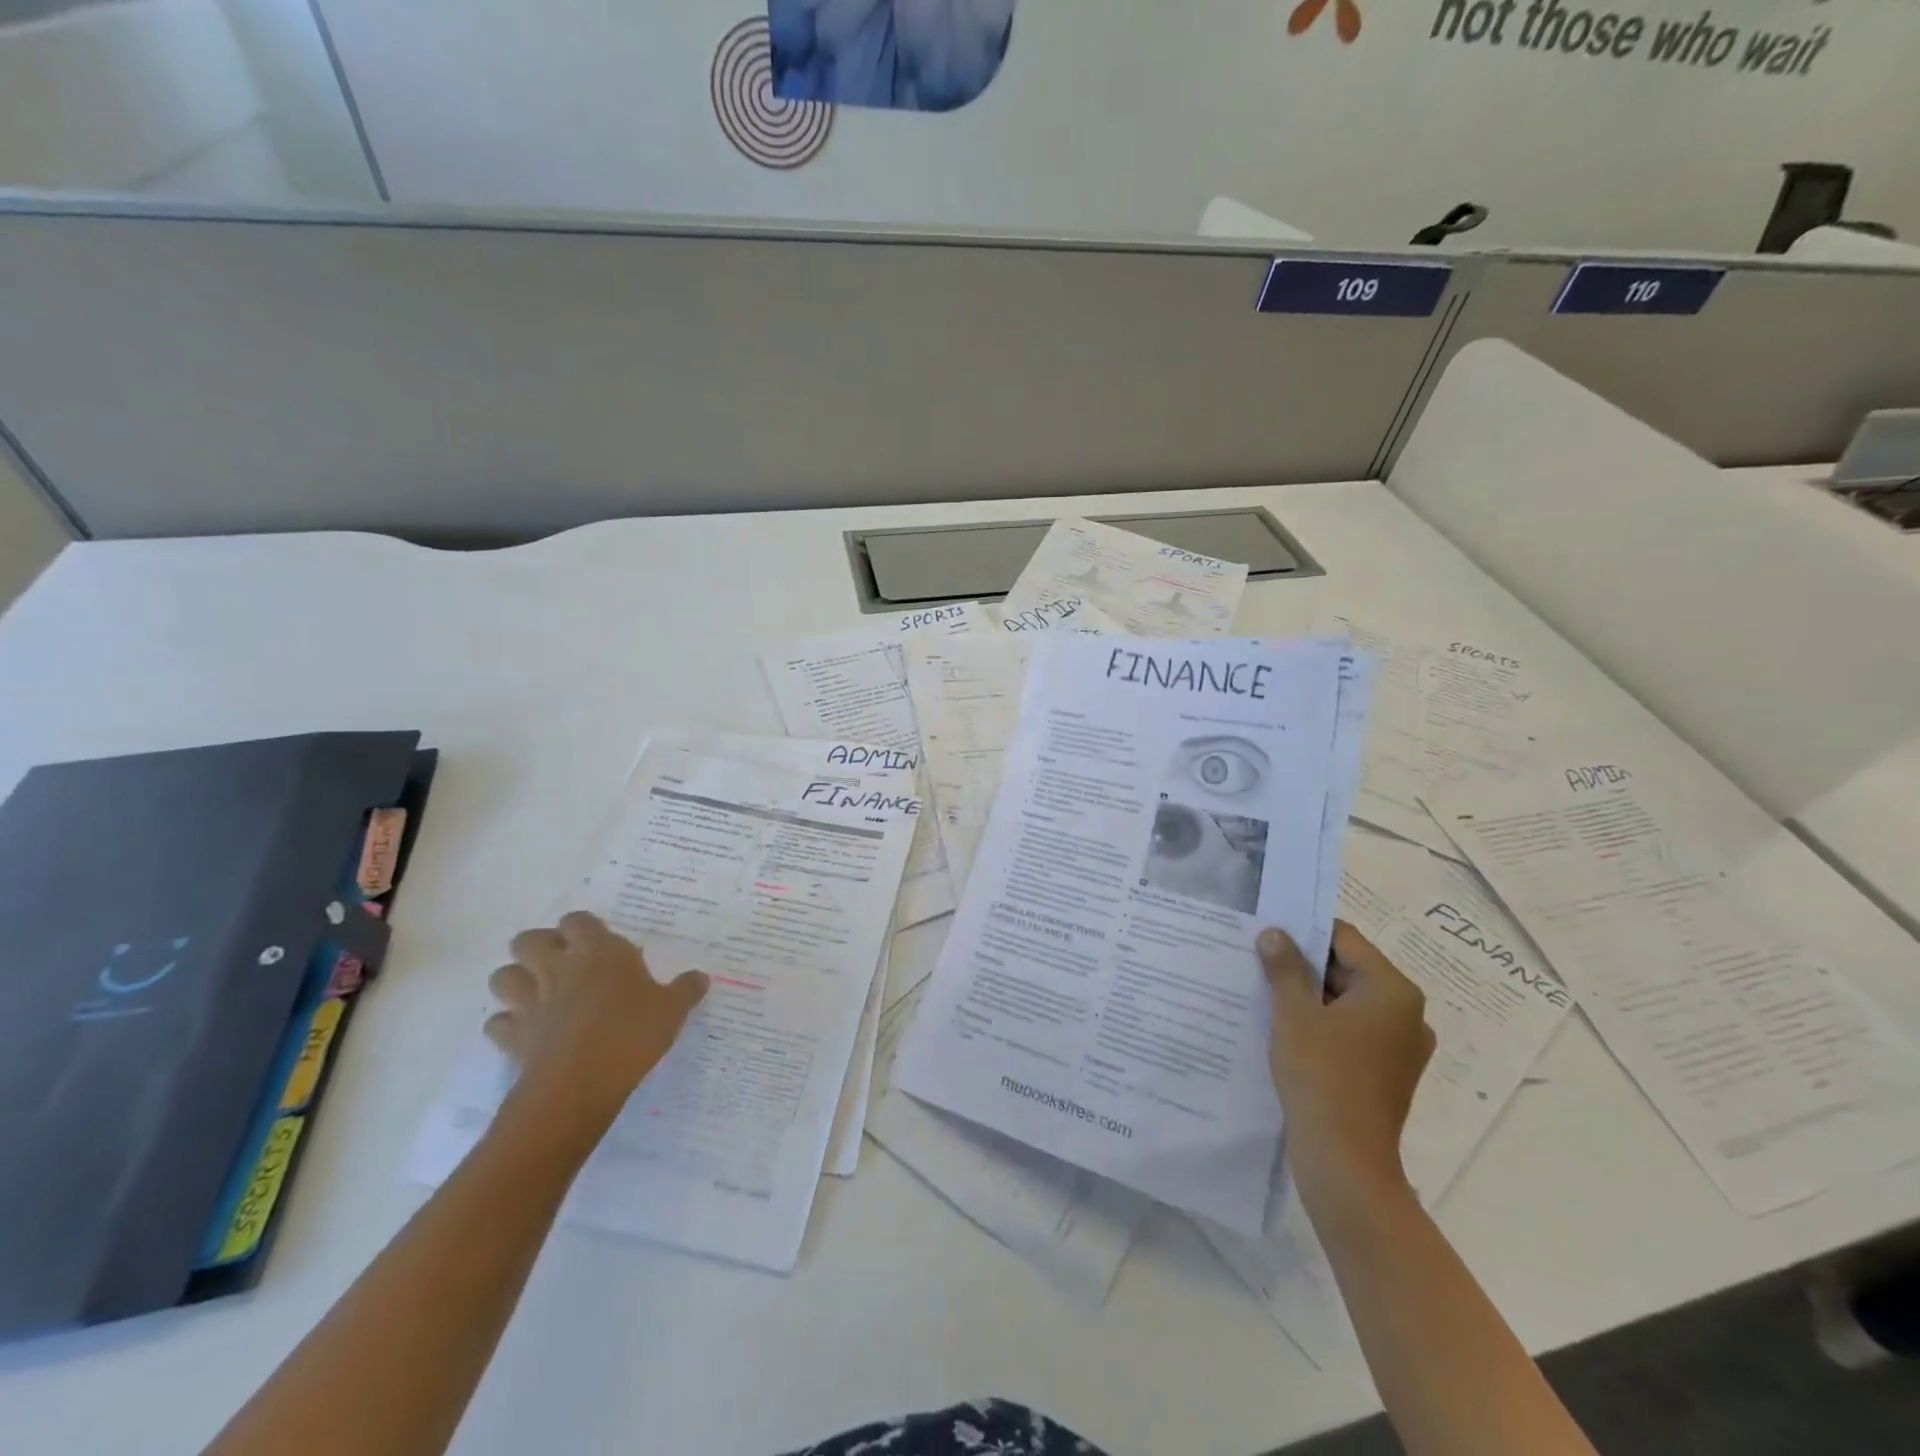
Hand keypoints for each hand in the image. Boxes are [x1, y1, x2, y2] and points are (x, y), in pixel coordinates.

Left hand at [486, 912, 707, 1137]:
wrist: (580, 1084)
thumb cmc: (631, 1033)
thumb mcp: (672, 1010)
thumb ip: (685, 990)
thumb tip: (700, 977)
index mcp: (598, 952)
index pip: (578, 920)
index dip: (582, 928)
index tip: (596, 942)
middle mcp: (559, 968)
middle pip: (528, 940)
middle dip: (538, 947)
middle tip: (561, 962)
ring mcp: (530, 1002)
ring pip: (503, 977)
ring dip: (515, 981)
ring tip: (536, 993)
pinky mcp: (513, 1036)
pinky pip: (497, 1023)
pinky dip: (506, 1025)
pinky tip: (525, 1033)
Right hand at [1259, 920, 1434, 1199]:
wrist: (1345, 1160)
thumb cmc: (1321, 1075)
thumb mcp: (1295, 1014)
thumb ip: (1286, 968)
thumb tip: (1275, 933)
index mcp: (1393, 990)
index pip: (1345, 939)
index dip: (1304, 932)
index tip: (1267, 933)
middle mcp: (1407, 1013)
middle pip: (1349, 969)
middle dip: (1304, 966)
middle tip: (1259, 962)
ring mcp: (1401, 1046)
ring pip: (1348, 1002)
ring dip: (1310, 996)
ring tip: (1267, 994)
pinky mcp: (1388, 1072)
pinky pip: (1352, 1031)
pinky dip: (1323, 1024)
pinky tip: (1288, 1030)